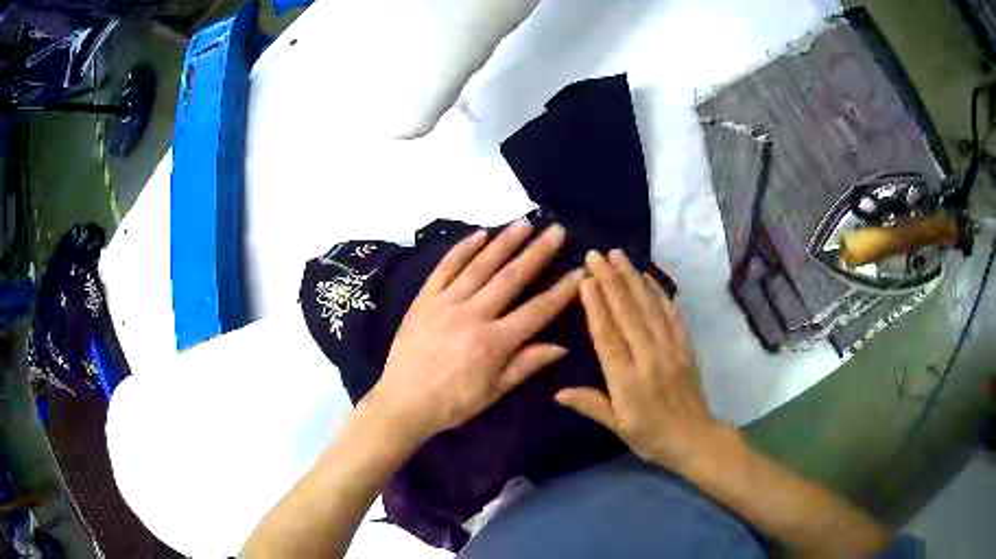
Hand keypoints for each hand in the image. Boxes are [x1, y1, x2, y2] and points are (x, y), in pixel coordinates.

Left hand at [365, 222, 584, 444]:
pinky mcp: (423, 300)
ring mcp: (445, 304)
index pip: (537, 311)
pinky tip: (479, 234)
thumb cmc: (451, 404)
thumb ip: (525, 365)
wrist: (402, 402)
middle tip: (556, 230)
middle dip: (537, 252)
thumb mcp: (493, 392)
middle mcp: (472, 315)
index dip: (562, 291)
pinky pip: (444, 269)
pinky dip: (462, 250)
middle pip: (511, 278)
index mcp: (493, 342)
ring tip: (523, 224)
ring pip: (479, 266)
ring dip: (504, 243)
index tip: (580, 271)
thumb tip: (562, 346)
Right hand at [555, 249, 733, 471]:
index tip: (585, 279)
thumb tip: (557, 392)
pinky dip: (658, 292)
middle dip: (610, 280)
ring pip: (648, 306)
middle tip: (596, 254)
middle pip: (627, 313)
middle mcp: (648, 358)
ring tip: (618, 255)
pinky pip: (671, 313)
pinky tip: (647, 276)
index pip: (607, 335)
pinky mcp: (685, 345)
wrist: (694, 438)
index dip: (595, 305)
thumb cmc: (650, 437)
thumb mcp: (616, 427)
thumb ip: (590, 405)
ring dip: (632, 278)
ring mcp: (670, 348)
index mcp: (626, 380)